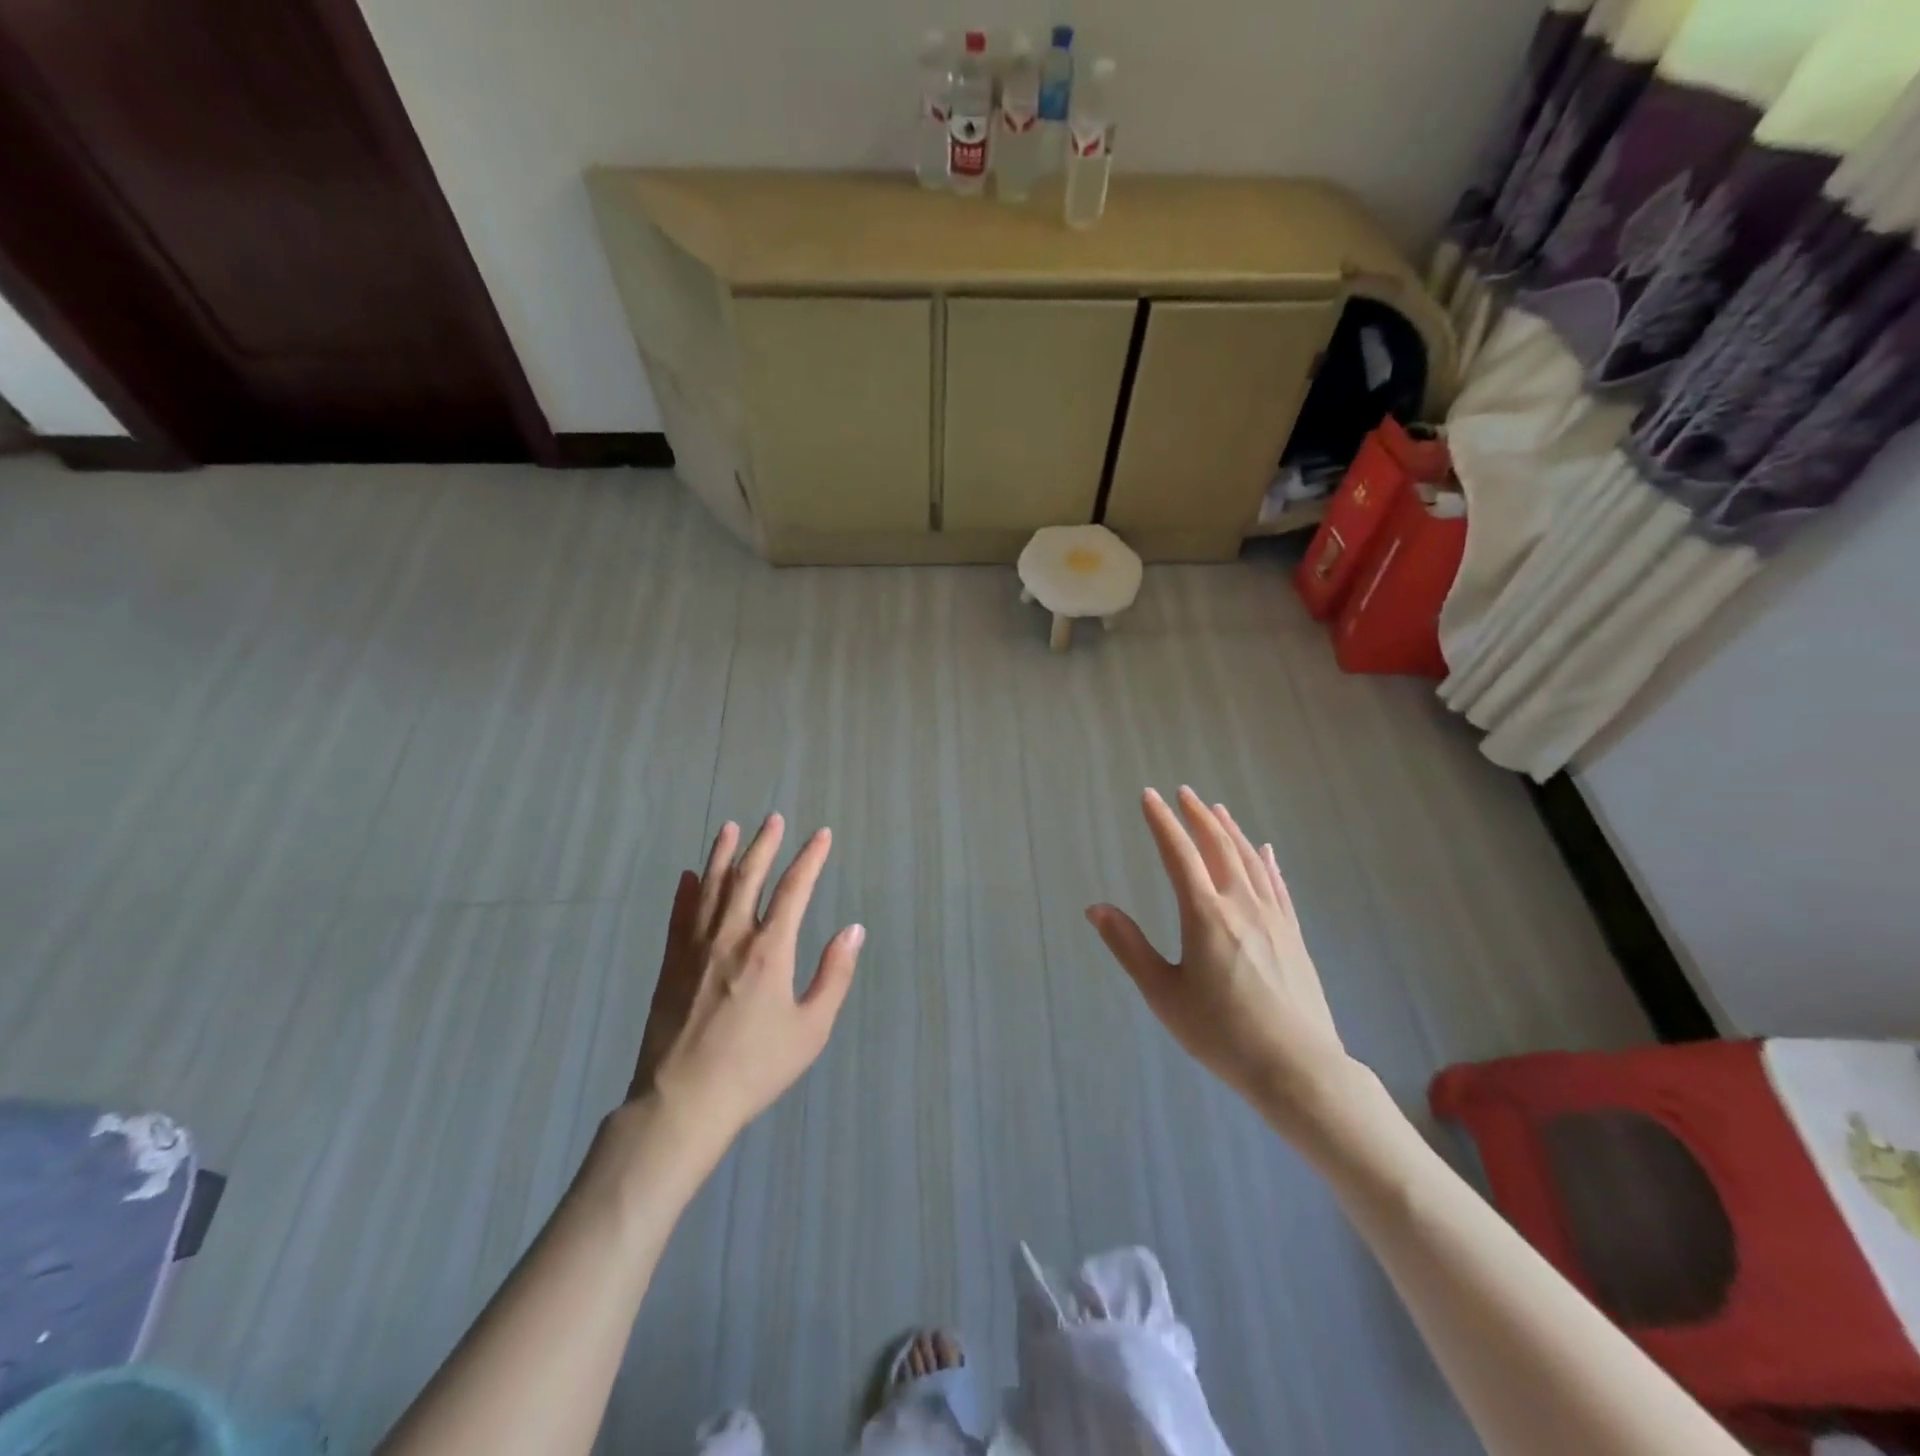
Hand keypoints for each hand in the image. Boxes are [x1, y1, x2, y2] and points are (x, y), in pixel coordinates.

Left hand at [629, 814, 864, 1150]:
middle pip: (748, 877)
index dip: (810, 858)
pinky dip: (686, 893)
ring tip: (731, 828)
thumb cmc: (756, 1067)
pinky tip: (688, 876)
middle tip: (774, 819)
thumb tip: (853, 929)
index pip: (794, 889)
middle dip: (764, 844)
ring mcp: (695, 949)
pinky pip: (679, 917)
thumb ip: (834, 975)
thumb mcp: (811, 1028)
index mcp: (770, 950)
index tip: (821, 835)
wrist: (684, 1102)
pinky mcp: (670, 966)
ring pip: (711, 888)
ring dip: (723, 855)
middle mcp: (731, 937)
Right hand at [1087, 787, 1353, 1134]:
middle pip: (1218, 847)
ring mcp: (1272, 918)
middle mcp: (1241, 905)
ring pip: (1250, 860)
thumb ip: (1128, 946)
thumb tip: (1095, 908)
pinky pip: (1278, 885)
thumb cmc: (1221, 1033)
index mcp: (1204, 915)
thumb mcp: (1163, 993)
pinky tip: (1265, 850)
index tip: (1149, 796)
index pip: (1178, 854)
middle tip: (1183, 792)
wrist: (1297, 1068)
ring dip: (1230, 831)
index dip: (1162, 822)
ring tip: (1216, 809)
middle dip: (1197, 816)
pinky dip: (1267, 861)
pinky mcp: (1294, 935)